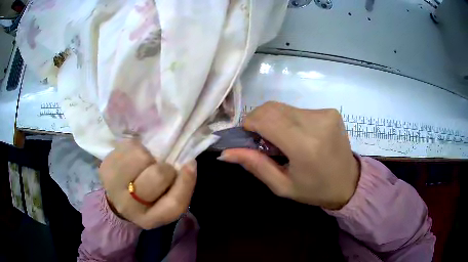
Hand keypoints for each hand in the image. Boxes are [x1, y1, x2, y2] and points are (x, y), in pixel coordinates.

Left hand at [99, 140, 196, 228]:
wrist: (118, 197)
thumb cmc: (147, 201)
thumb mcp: (167, 204)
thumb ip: (181, 189)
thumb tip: (190, 163)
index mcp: (149, 219)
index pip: (174, 204)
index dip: (186, 182)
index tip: (190, 164)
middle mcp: (129, 207)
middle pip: (158, 176)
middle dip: (164, 168)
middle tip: (158, 170)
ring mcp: (113, 185)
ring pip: (142, 156)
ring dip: (148, 157)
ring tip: (143, 165)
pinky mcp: (105, 167)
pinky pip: (129, 146)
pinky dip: (136, 148)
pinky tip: (131, 159)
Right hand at [219, 102, 358, 209]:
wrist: (349, 182)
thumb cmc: (314, 189)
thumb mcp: (282, 186)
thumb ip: (255, 165)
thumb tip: (225, 152)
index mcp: (304, 145)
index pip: (265, 118)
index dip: (250, 123)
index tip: (250, 138)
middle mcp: (316, 123)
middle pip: (272, 107)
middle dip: (260, 120)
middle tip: (264, 142)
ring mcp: (325, 113)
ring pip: (284, 107)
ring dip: (275, 120)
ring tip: (284, 141)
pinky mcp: (330, 111)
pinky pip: (298, 109)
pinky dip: (290, 120)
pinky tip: (299, 136)